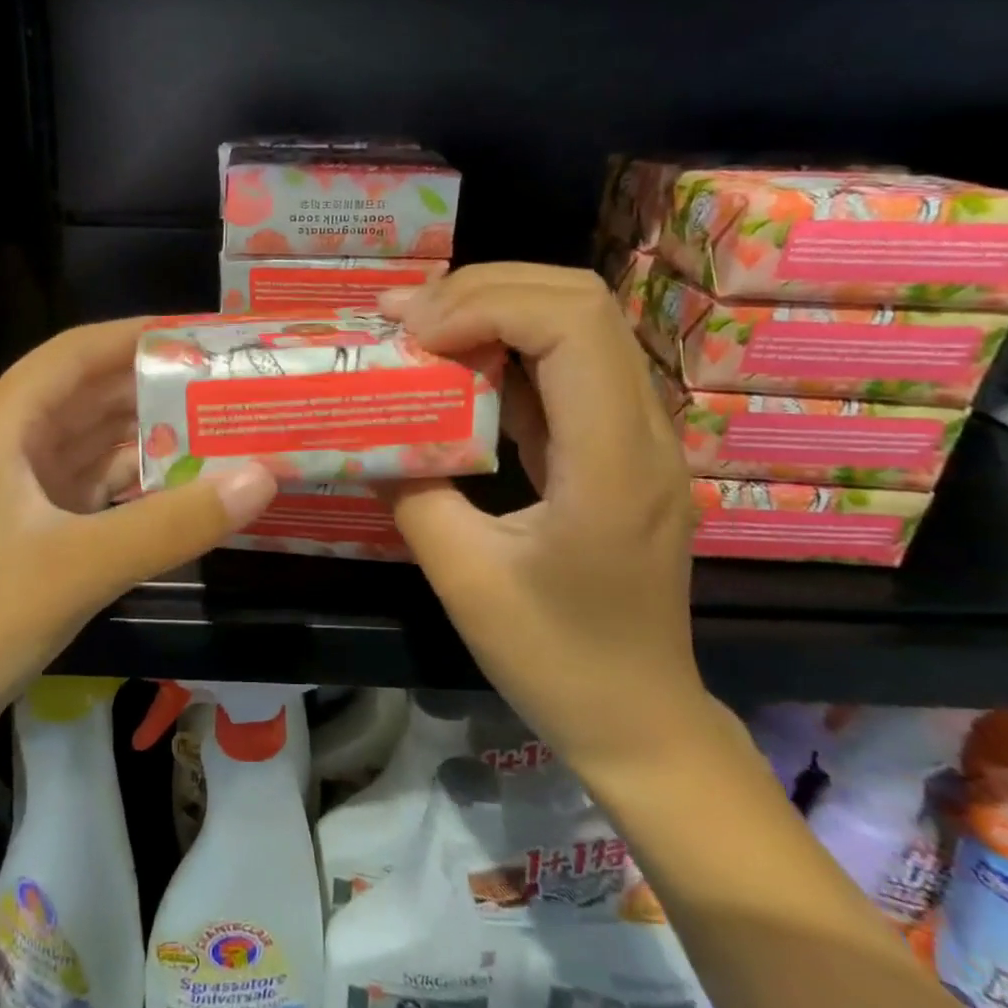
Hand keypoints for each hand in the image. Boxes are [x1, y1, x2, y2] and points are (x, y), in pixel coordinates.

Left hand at [0, 318, 277, 728]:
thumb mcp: (85, 565)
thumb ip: (176, 521)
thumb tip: (263, 476)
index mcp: (4, 425)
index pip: (77, 352)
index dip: (138, 334)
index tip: (203, 332)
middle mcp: (9, 442)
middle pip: (90, 392)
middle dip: (155, 385)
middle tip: (228, 381)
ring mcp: (19, 485)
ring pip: (94, 439)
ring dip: (149, 433)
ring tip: (220, 425)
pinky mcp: (32, 524)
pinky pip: (94, 482)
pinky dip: (136, 478)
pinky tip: (184, 483)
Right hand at [377, 264, 703, 781]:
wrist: (639, 718)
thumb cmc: (555, 659)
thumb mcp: (463, 578)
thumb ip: (411, 492)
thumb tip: (366, 433)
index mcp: (611, 463)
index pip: (571, 323)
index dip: (485, 304)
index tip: (414, 336)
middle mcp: (641, 429)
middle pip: (578, 300)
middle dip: (482, 289)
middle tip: (404, 316)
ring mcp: (636, 434)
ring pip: (575, 322)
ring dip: (492, 309)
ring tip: (417, 327)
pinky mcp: (615, 444)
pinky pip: (564, 365)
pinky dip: (503, 347)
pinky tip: (451, 365)